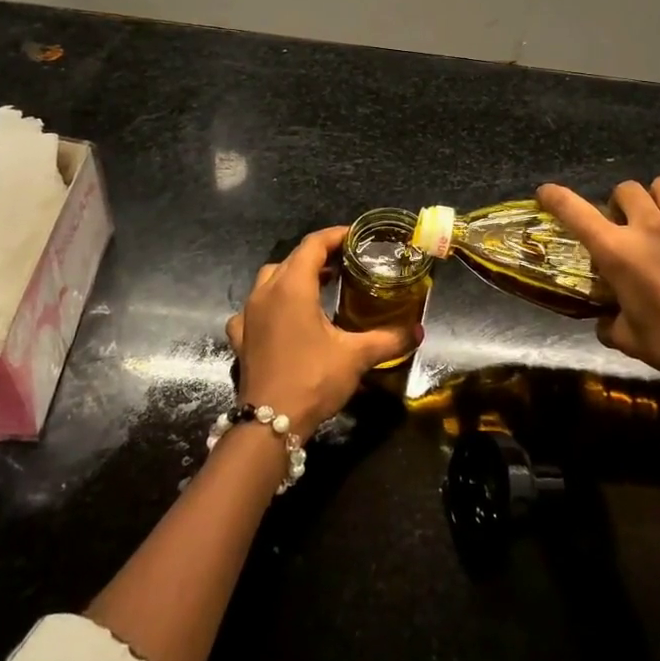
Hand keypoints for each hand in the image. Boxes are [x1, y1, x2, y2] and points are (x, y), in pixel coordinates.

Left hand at [224, 226, 416, 433]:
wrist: (269, 424)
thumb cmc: (313, 379)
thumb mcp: (357, 356)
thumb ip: (389, 338)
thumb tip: (418, 330)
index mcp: (292, 286)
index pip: (313, 244)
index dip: (336, 236)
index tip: (356, 238)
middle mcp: (265, 292)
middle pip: (292, 258)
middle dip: (318, 255)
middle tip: (345, 263)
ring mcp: (248, 314)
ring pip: (270, 279)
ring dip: (293, 276)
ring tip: (319, 286)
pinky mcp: (240, 337)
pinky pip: (254, 308)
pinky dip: (271, 305)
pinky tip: (283, 319)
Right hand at [537, 171, 659, 410]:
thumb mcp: (628, 339)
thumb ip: (609, 322)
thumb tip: (605, 320)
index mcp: (618, 252)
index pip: (575, 212)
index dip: (556, 197)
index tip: (546, 192)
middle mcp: (649, 226)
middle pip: (625, 189)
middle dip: (623, 205)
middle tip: (632, 228)